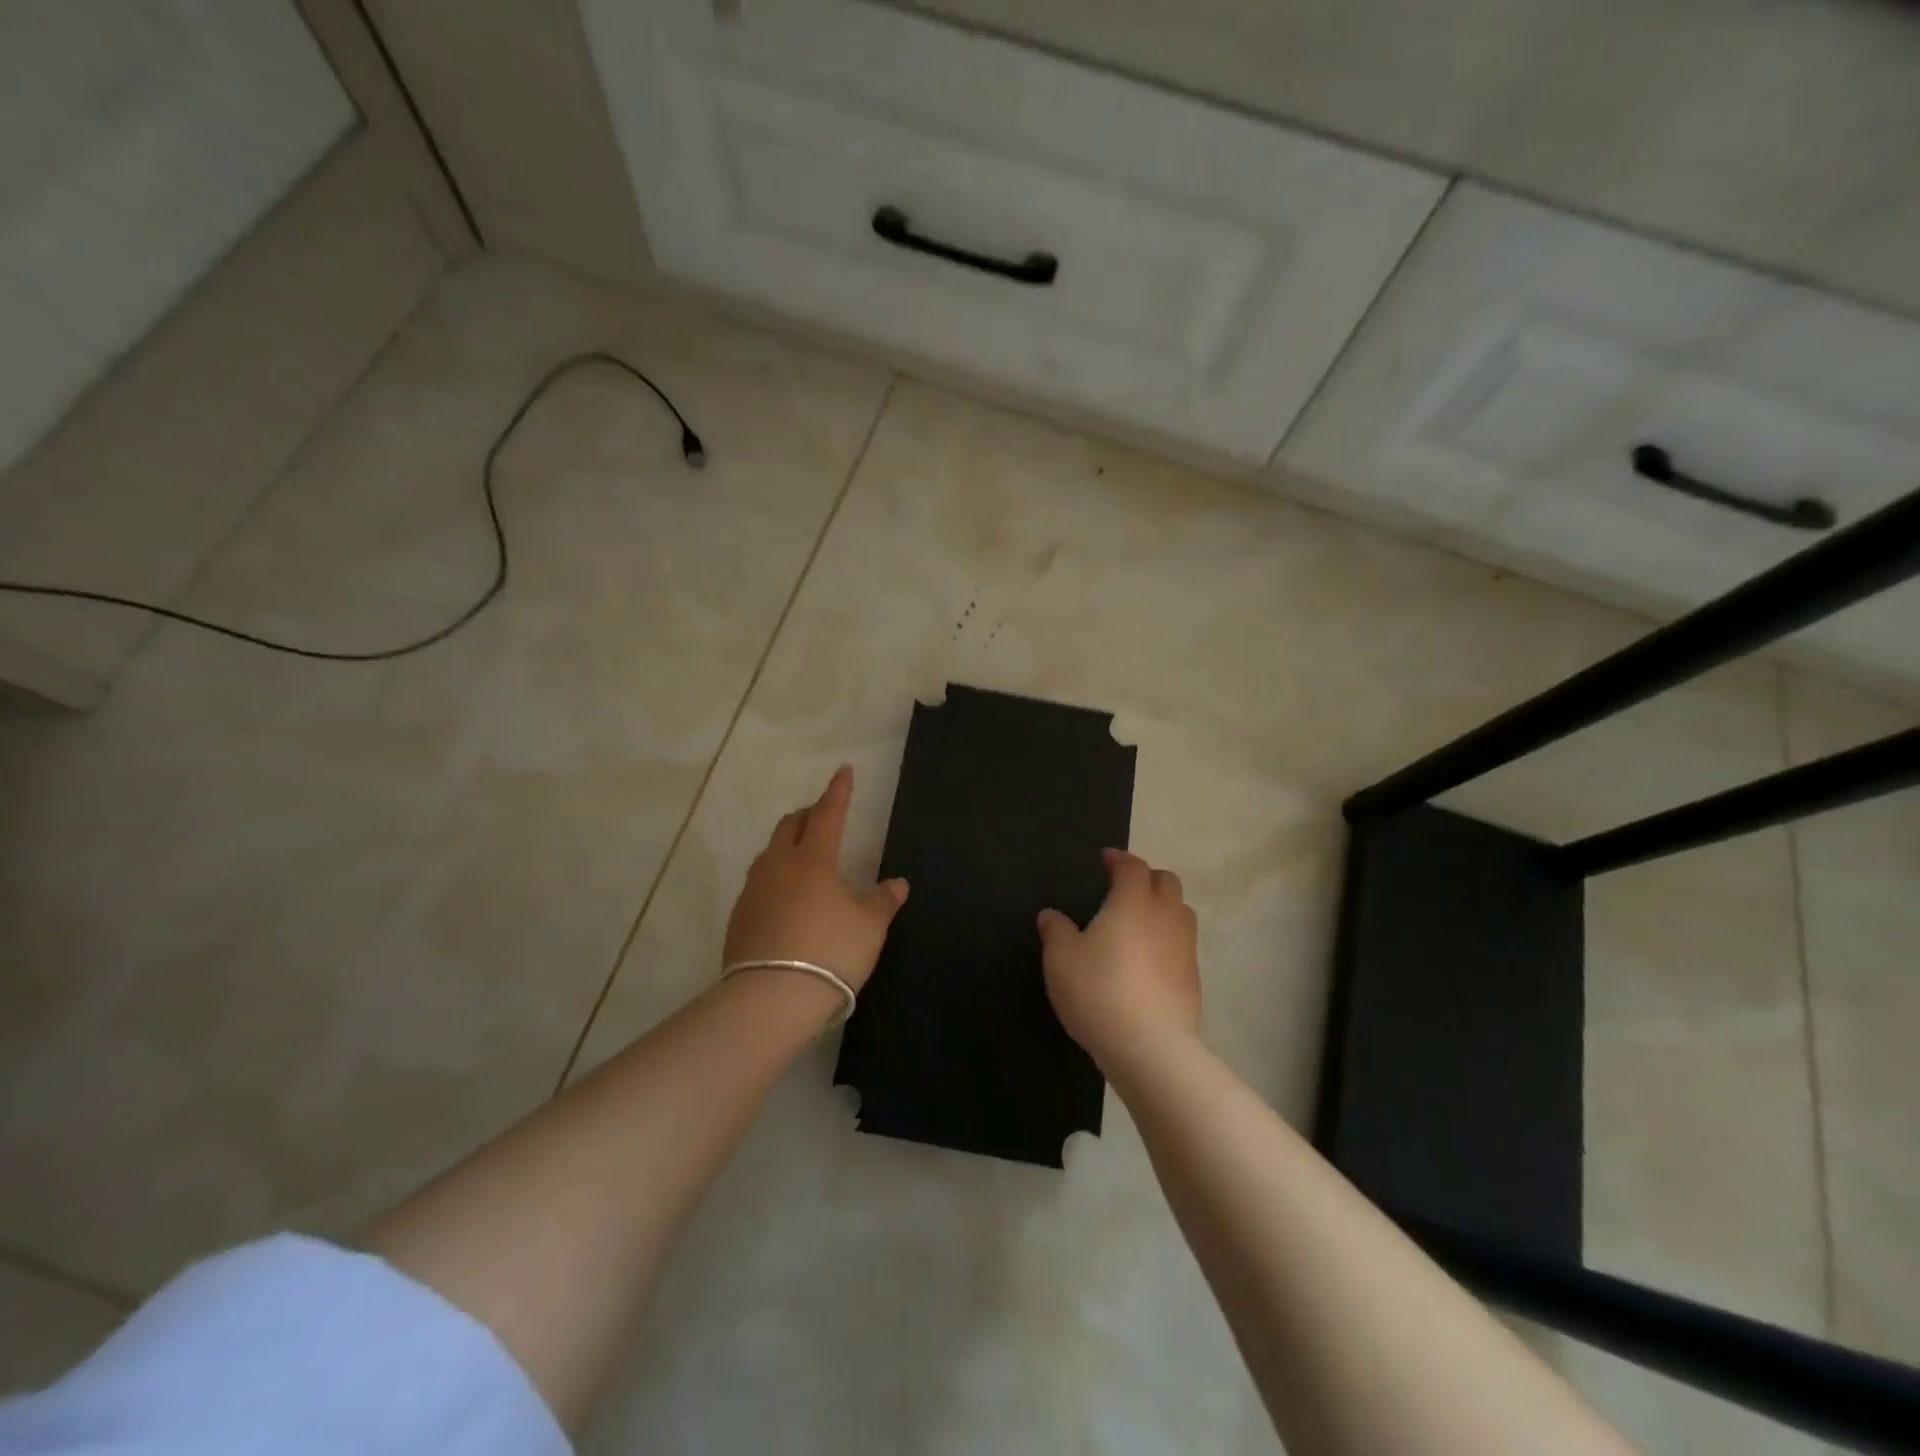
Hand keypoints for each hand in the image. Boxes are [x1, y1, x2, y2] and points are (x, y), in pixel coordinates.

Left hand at [723, 764, 908, 992]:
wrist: (770, 998)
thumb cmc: (830, 953)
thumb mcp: (869, 928)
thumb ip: (883, 902)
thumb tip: (896, 883)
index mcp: (814, 860)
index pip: (829, 814)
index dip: (838, 792)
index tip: (843, 770)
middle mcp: (779, 866)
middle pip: (791, 826)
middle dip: (809, 815)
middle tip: (823, 816)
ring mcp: (754, 890)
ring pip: (770, 853)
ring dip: (788, 845)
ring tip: (803, 856)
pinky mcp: (739, 917)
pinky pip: (759, 883)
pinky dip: (775, 877)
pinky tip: (785, 898)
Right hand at [1038, 849, 1201, 1075]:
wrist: (1151, 1047)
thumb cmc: (1099, 991)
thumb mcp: (1061, 959)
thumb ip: (1055, 931)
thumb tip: (1051, 914)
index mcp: (1133, 902)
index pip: (1132, 866)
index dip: (1119, 859)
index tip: (1105, 859)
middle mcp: (1165, 916)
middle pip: (1167, 882)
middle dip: (1147, 878)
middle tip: (1124, 888)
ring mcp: (1185, 948)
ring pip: (1181, 912)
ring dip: (1163, 908)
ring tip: (1138, 923)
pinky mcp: (1194, 978)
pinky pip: (1182, 945)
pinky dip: (1167, 941)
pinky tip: (1147, 961)